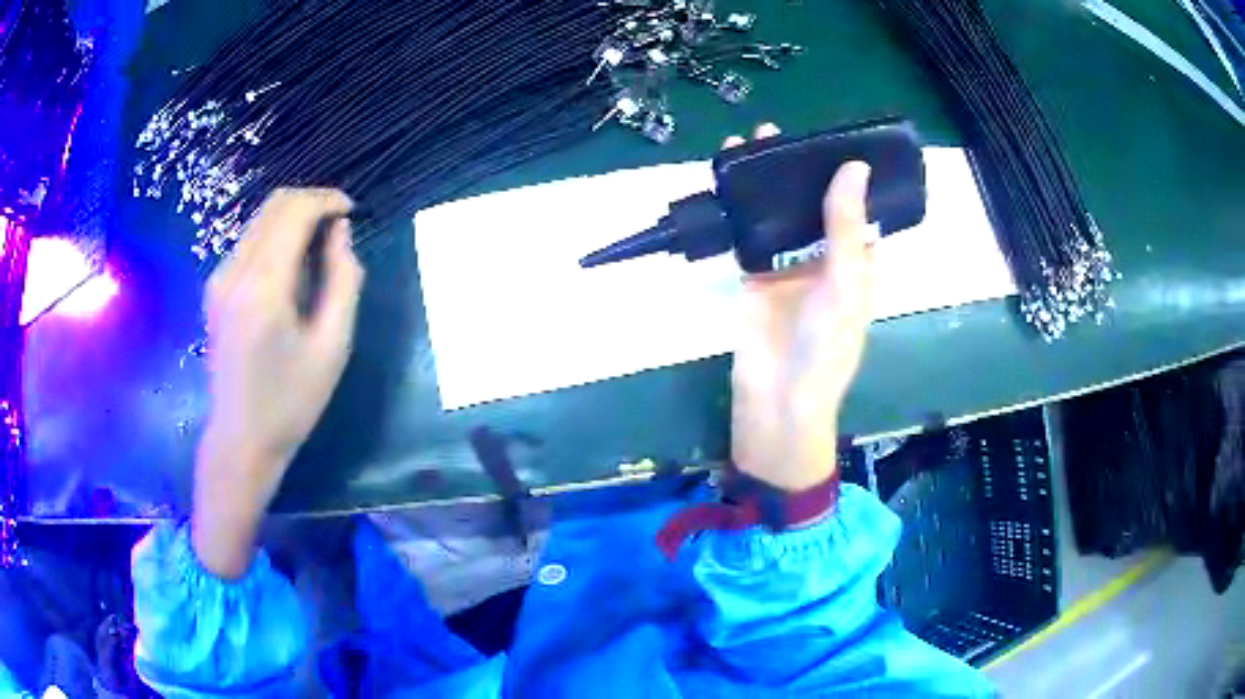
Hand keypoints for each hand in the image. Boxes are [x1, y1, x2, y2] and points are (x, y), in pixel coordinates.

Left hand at [194, 189, 363, 577]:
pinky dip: (275, 239)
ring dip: (293, 220)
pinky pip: (249, 242)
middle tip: (339, 226)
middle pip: (274, 206)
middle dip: (311, 203)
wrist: (241, 439)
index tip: (352, 211)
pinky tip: (291, 269)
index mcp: (263, 287)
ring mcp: (218, 279)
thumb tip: (340, 232)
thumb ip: (342, 280)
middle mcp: (234, 272)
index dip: (327, 200)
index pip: (294, 212)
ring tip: (319, 250)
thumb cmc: (291, 402)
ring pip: (260, 221)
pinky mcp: (215, 289)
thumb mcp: (332, 346)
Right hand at [729, 124, 875, 491]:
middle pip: (810, 205)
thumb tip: (853, 167)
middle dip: (796, 171)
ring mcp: (785, 266)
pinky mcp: (753, 276)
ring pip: (776, 214)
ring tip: (749, 143)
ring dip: (765, 183)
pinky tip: (729, 179)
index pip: (852, 209)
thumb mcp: (845, 284)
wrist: (778, 399)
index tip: (829, 138)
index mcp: (854, 262)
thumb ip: (844, 227)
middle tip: (777, 133)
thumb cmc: (826, 346)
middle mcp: (822, 259)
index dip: (843, 175)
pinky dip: (739, 208)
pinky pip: (747, 234)